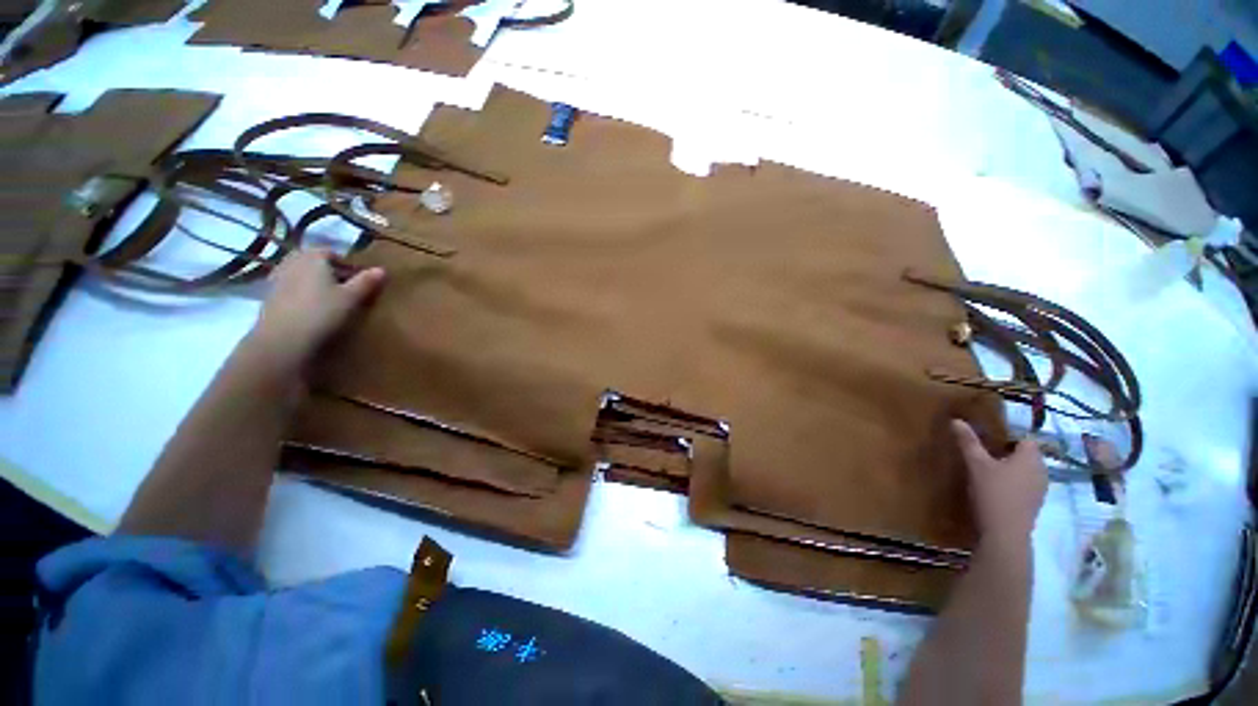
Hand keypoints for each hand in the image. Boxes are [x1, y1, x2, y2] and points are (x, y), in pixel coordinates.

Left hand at [250, 250, 384, 367]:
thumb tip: (382, 269)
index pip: (330, 252)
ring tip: (329, 299)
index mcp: (313, 257)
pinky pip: (291, 287)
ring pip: (301, 274)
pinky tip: (311, 308)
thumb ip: (366, 282)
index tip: (358, 278)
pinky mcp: (269, 296)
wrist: (283, 338)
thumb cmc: (322, 312)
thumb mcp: (352, 297)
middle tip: (345, 287)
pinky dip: (302, 293)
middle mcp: (292, 262)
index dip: (345, 263)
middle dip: (328, 271)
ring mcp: (277, 278)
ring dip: (314, 282)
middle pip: (313, 261)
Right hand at [952, 419, 1047, 542]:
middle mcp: (1041, 470)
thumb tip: (956, 420)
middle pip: (1026, 455)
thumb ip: (968, 442)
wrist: (1005, 532)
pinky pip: (1025, 486)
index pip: (1024, 438)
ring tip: (988, 472)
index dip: (1008, 437)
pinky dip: (1013, 484)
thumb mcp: (975, 464)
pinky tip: (996, 490)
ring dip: (1011, 469)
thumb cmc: (993, 492)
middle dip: (1007, 453)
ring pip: (1026, 471)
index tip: (988, 440)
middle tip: (984, 454)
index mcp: (1031, 457)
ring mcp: (1040, 489)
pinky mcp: (1034, 503)